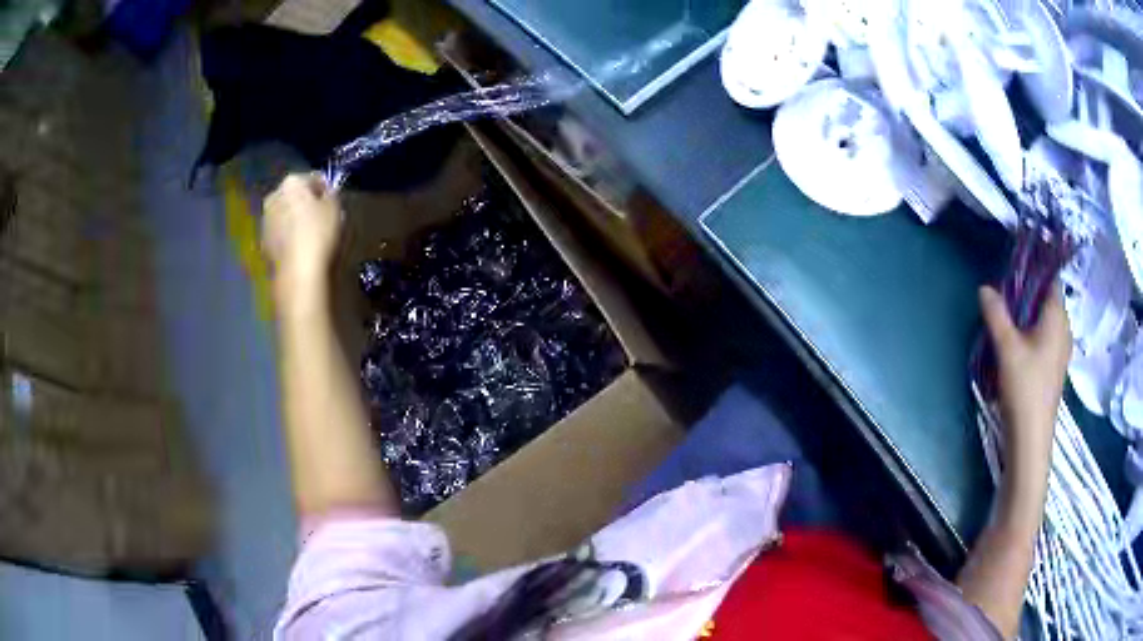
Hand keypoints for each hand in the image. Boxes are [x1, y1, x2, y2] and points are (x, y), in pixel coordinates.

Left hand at [263, 173, 341, 306]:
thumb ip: (331, 194)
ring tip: (310, 235)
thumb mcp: (335, 208)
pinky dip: (287, 236)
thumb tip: (325, 193)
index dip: (324, 189)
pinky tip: (299, 248)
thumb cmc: (318, 234)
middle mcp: (273, 196)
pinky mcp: (263, 242)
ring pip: (284, 213)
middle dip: (305, 203)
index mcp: (291, 182)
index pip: (312, 178)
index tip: (333, 202)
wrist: (297, 273)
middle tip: (321, 217)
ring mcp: (265, 220)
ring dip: (294, 219)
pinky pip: (279, 233)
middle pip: (293, 195)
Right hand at [979, 285, 1071, 474]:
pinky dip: (1032, 335)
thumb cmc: (1024, 388)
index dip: (1032, 272)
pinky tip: (1017, 348)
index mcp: (1057, 317)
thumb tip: (985, 288)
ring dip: (1028, 318)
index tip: (1012, 273)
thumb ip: (996, 314)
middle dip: (1027, 296)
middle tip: (1005, 300)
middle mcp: (1064, 329)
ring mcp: (1061, 350)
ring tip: (1008, 324)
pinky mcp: (1055, 368)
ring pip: (1045, 322)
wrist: (1030, 438)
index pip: (1049, 279)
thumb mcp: (1006, 348)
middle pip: (1046, 300)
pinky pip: (1045, 339)